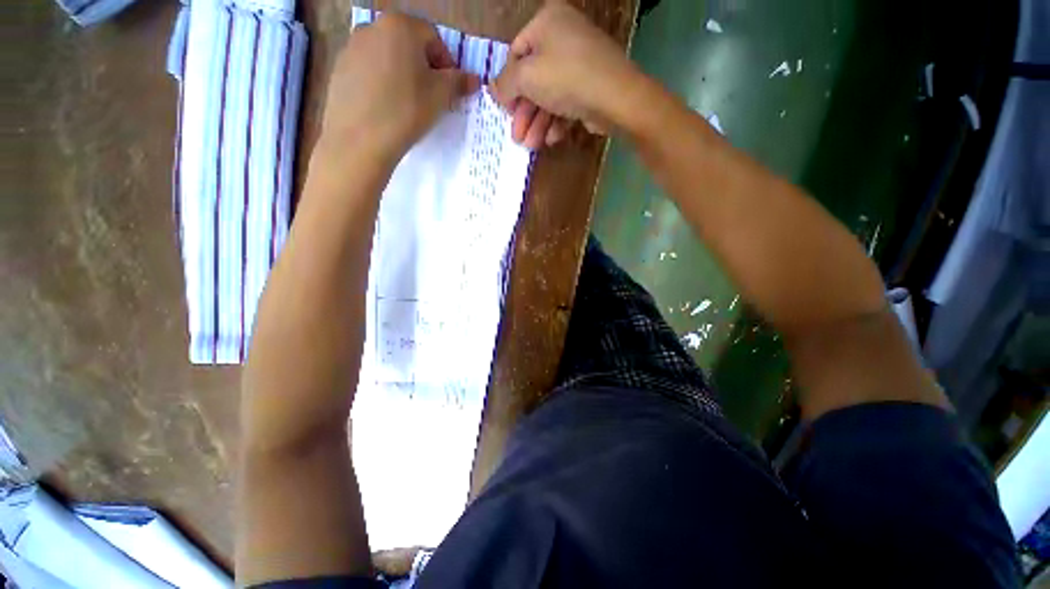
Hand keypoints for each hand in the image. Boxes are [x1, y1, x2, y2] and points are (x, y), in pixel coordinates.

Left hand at [318, 13, 479, 163]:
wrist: (361, 139)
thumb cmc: (407, 110)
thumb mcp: (441, 96)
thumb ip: (459, 82)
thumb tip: (474, 79)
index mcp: (401, 25)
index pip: (433, 38)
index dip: (446, 64)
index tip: (449, 89)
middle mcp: (372, 27)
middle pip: (408, 44)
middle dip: (424, 68)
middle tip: (430, 97)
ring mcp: (351, 47)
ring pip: (387, 57)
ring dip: (402, 75)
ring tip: (407, 105)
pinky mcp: (339, 69)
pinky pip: (369, 71)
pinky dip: (381, 84)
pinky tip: (386, 108)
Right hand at [491, 1, 640, 148]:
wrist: (616, 97)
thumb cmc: (566, 78)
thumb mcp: (527, 77)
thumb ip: (505, 83)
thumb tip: (492, 89)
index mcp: (547, 22)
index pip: (516, 54)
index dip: (508, 85)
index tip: (505, 111)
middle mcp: (564, 37)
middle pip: (533, 80)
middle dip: (524, 113)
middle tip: (517, 137)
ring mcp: (579, 63)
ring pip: (550, 95)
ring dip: (538, 123)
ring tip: (532, 146)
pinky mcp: (590, 86)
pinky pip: (566, 103)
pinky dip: (557, 122)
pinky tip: (552, 139)